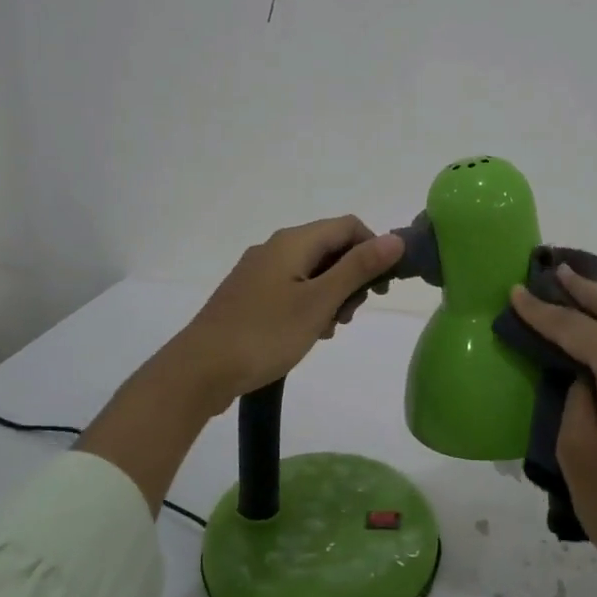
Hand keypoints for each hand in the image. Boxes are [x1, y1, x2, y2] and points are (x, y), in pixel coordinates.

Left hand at [174, 216, 402, 402]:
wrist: (200, 370)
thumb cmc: (265, 334)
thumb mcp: (319, 302)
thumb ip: (358, 268)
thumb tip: (396, 239)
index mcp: (293, 242)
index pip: (348, 226)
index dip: (374, 250)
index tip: (381, 288)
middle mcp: (275, 248)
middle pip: (330, 248)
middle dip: (352, 277)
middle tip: (350, 315)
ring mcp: (259, 272)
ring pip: (312, 271)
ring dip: (332, 295)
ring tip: (329, 329)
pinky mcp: (250, 295)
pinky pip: (292, 289)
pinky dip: (309, 305)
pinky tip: (308, 334)